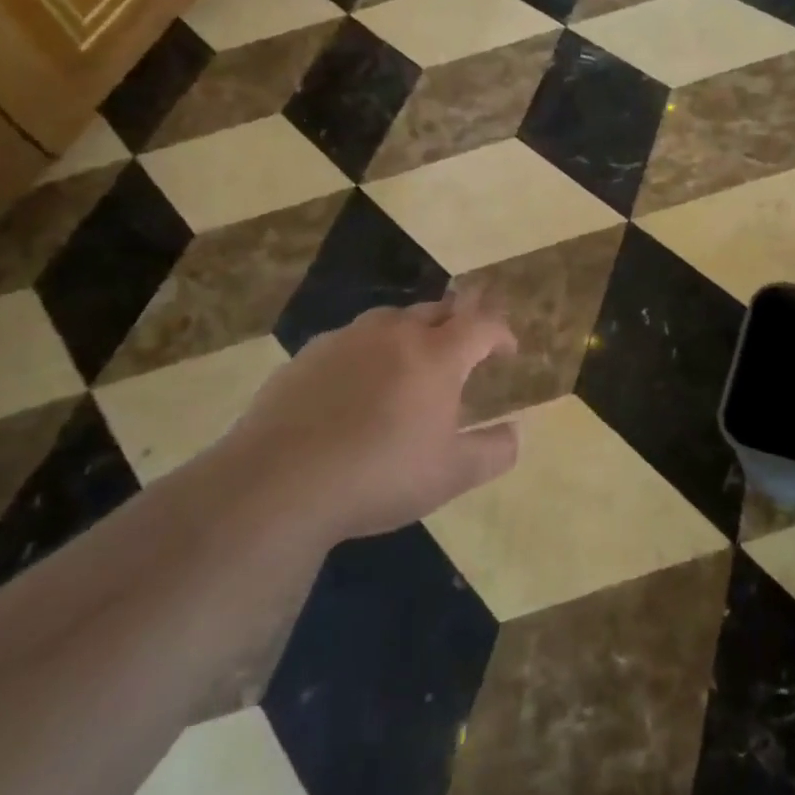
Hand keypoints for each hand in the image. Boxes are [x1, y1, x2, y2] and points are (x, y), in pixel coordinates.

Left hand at [229, 294, 519, 543]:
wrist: (278, 484)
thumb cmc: (380, 475)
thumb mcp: (452, 475)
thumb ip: (495, 451)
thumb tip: (516, 432)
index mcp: (436, 354)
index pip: (481, 324)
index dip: (501, 333)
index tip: (507, 352)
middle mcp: (394, 332)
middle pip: (437, 310)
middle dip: (458, 325)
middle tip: (463, 354)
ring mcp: (346, 339)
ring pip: (391, 320)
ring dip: (412, 334)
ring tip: (411, 365)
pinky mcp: (307, 355)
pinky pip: (351, 341)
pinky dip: (369, 352)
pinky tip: (357, 386)